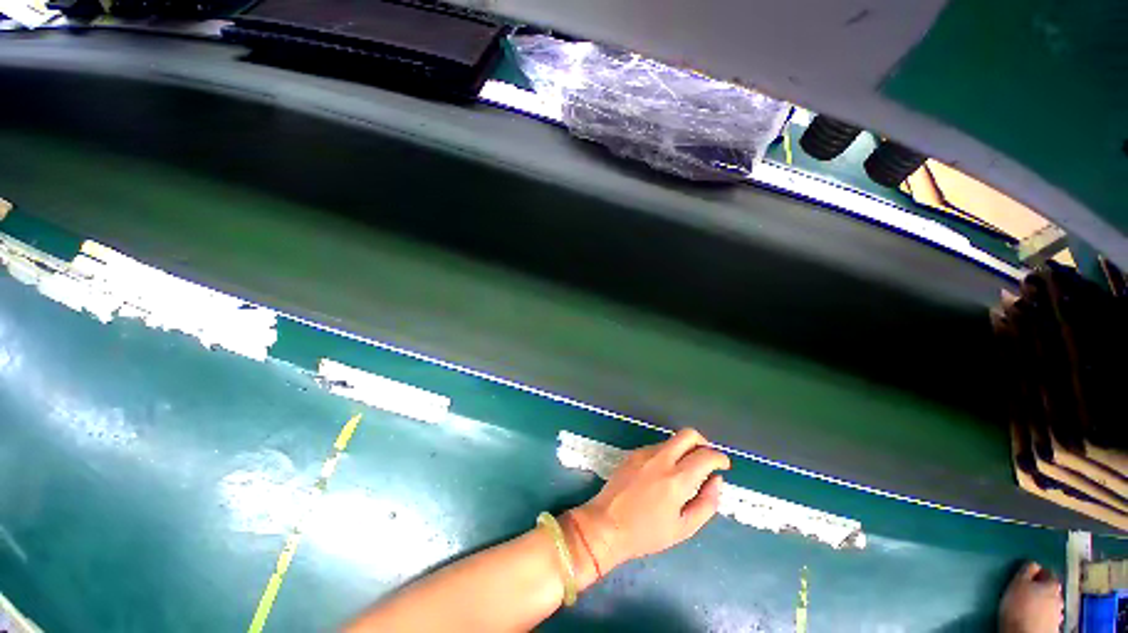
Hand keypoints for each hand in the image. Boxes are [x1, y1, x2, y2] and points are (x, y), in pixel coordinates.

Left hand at [568, 428, 730, 573]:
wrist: (606, 524)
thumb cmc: (647, 533)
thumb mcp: (684, 528)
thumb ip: (706, 503)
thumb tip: (717, 480)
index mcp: (676, 479)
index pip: (706, 455)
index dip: (720, 457)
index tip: (723, 465)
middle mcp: (661, 458)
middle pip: (688, 434)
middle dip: (703, 443)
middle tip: (707, 460)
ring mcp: (644, 453)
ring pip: (672, 440)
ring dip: (685, 449)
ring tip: (685, 471)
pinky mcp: (633, 453)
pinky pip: (657, 446)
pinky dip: (669, 453)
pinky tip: (665, 473)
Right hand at [999, 562, 1062, 632]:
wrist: (1024, 632)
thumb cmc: (1019, 605)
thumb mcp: (1018, 582)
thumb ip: (1027, 570)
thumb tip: (1033, 564)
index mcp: (1053, 584)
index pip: (1048, 572)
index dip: (1038, 572)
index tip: (1027, 575)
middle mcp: (1060, 597)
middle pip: (1051, 589)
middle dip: (1041, 589)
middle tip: (1027, 591)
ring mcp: (1058, 613)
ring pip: (1050, 603)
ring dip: (1042, 602)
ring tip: (1029, 605)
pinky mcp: (1054, 625)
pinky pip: (1049, 615)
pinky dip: (1042, 614)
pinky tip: (1033, 617)